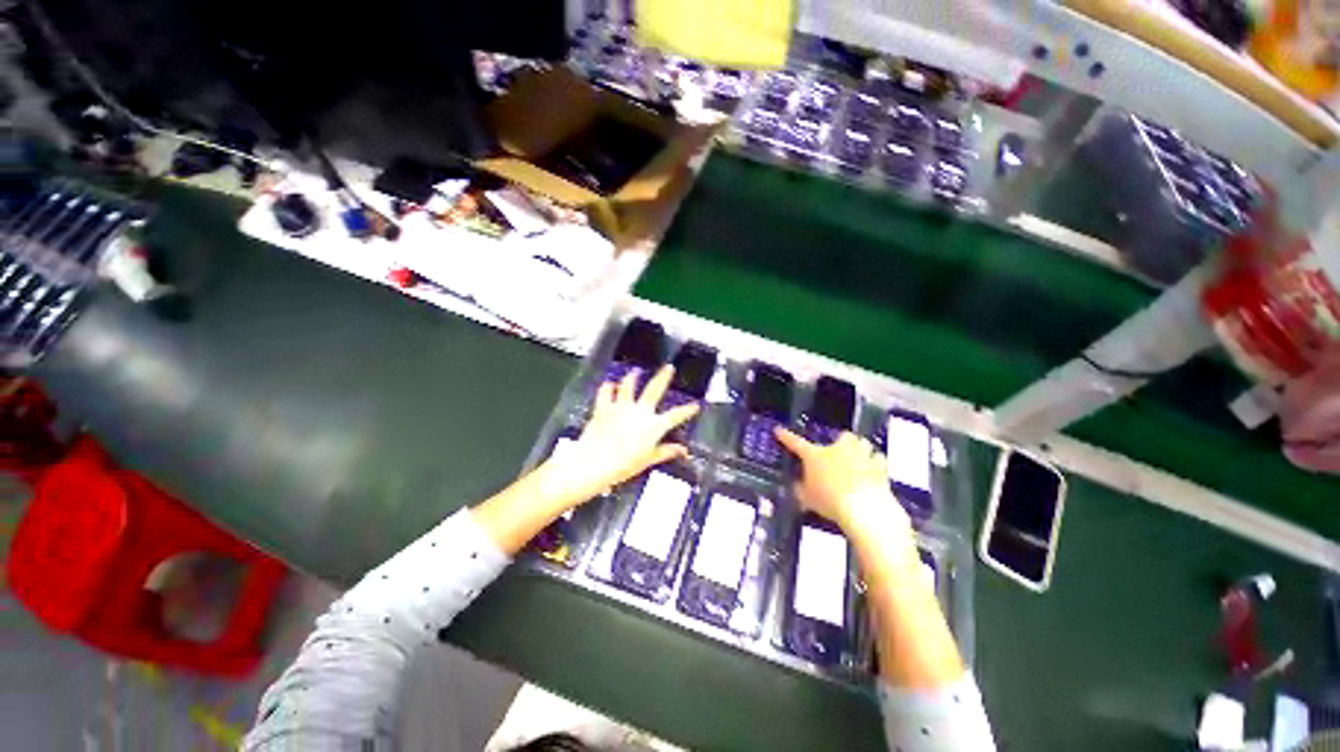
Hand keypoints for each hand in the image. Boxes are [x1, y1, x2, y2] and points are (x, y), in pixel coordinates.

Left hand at [543, 366, 699, 508]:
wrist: (595, 463)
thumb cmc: (623, 465)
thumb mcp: (648, 461)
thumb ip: (665, 452)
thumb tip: (682, 451)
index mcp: (653, 426)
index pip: (676, 416)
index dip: (687, 410)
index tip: (695, 405)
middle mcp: (640, 412)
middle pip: (655, 389)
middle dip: (663, 377)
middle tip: (669, 368)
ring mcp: (621, 407)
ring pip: (628, 384)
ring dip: (632, 377)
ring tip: (635, 372)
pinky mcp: (604, 407)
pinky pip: (606, 391)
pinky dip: (608, 387)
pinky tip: (610, 384)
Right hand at [774, 429, 889, 524]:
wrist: (864, 509)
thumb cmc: (829, 501)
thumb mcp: (806, 498)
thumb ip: (800, 488)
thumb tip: (798, 484)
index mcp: (815, 455)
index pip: (796, 443)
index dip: (786, 437)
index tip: (778, 430)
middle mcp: (838, 449)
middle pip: (842, 436)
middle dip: (842, 442)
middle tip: (839, 452)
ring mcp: (861, 455)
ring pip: (863, 444)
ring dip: (860, 449)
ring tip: (858, 459)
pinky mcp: (880, 467)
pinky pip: (878, 459)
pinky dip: (875, 464)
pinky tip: (873, 472)